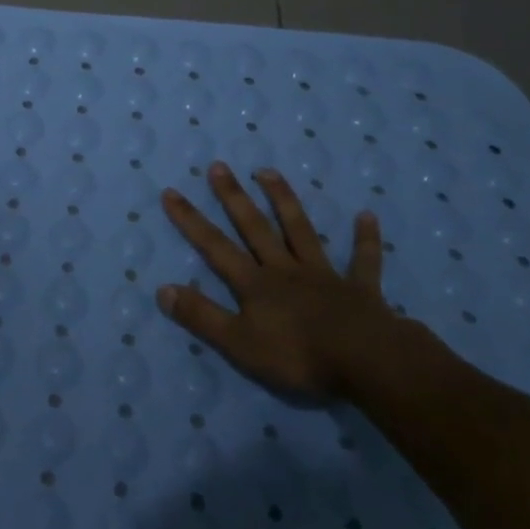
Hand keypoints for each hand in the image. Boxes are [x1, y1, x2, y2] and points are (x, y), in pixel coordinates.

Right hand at [156, 162, 403, 400]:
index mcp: (255, 285)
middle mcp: (285, 270)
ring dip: (284, 200)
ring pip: (299, 230)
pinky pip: (363, 260)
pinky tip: (367, 216)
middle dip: (234, 197)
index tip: (171, 192)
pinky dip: (365, 239)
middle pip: (255, 228)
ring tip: (268, 172)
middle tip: (219, 166)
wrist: (366, 362)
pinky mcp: (359, 289)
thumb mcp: (239, 343)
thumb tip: (162, 289)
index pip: (215, 247)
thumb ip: (201, 316)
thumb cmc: (298, 356)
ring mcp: (323, 275)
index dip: (191, 221)